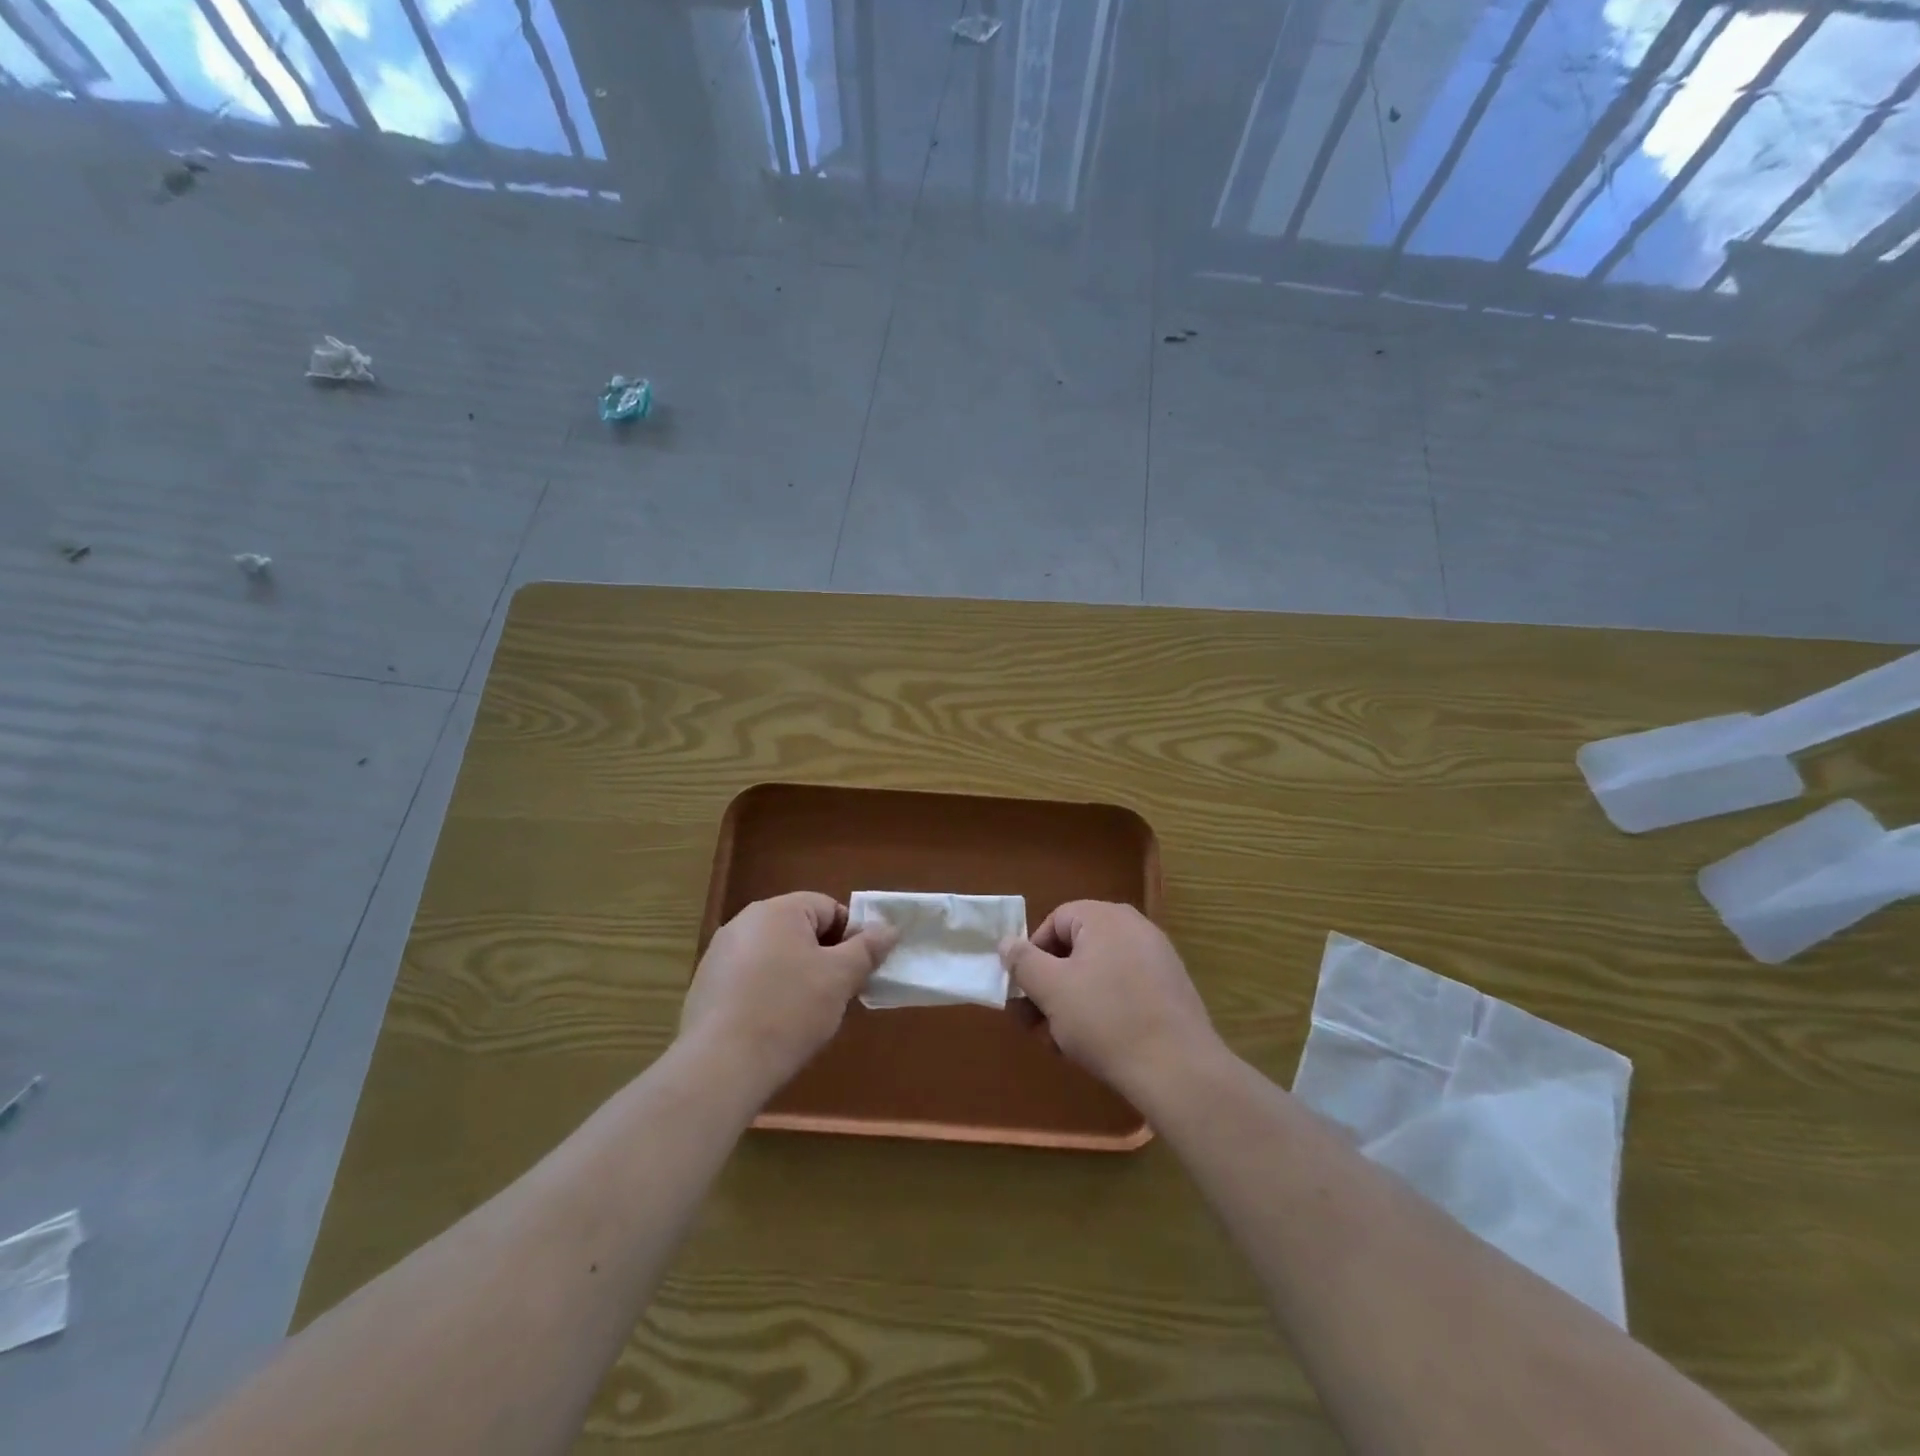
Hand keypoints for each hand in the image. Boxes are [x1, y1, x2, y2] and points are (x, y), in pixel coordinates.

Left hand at [680, 892, 897, 1095]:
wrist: (720, 1066)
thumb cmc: (789, 1010)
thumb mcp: (840, 978)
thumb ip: (868, 948)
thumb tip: (889, 928)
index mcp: (777, 910)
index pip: (828, 907)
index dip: (851, 936)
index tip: (858, 971)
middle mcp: (744, 922)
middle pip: (800, 931)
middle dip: (824, 959)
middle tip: (837, 995)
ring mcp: (719, 955)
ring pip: (776, 957)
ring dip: (797, 977)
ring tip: (806, 1016)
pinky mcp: (706, 987)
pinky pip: (750, 980)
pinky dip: (768, 995)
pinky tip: (773, 1027)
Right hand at [1000, 901, 1222, 1103]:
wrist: (1178, 1069)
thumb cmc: (1105, 1020)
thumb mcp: (1051, 989)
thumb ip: (1023, 961)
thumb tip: (1007, 942)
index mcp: (1105, 917)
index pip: (1054, 921)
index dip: (1033, 955)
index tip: (1024, 992)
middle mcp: (1134, 927)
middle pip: (1076, 948)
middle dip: (1050, 986)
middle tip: (1035, 1024)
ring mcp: (1157, 958)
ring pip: (1098, 973)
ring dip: (1071, 1003)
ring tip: (1061, 1043)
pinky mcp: (1171, 989)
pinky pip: (1124, 989)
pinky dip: (1103, 1010)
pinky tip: (1095, 1046)